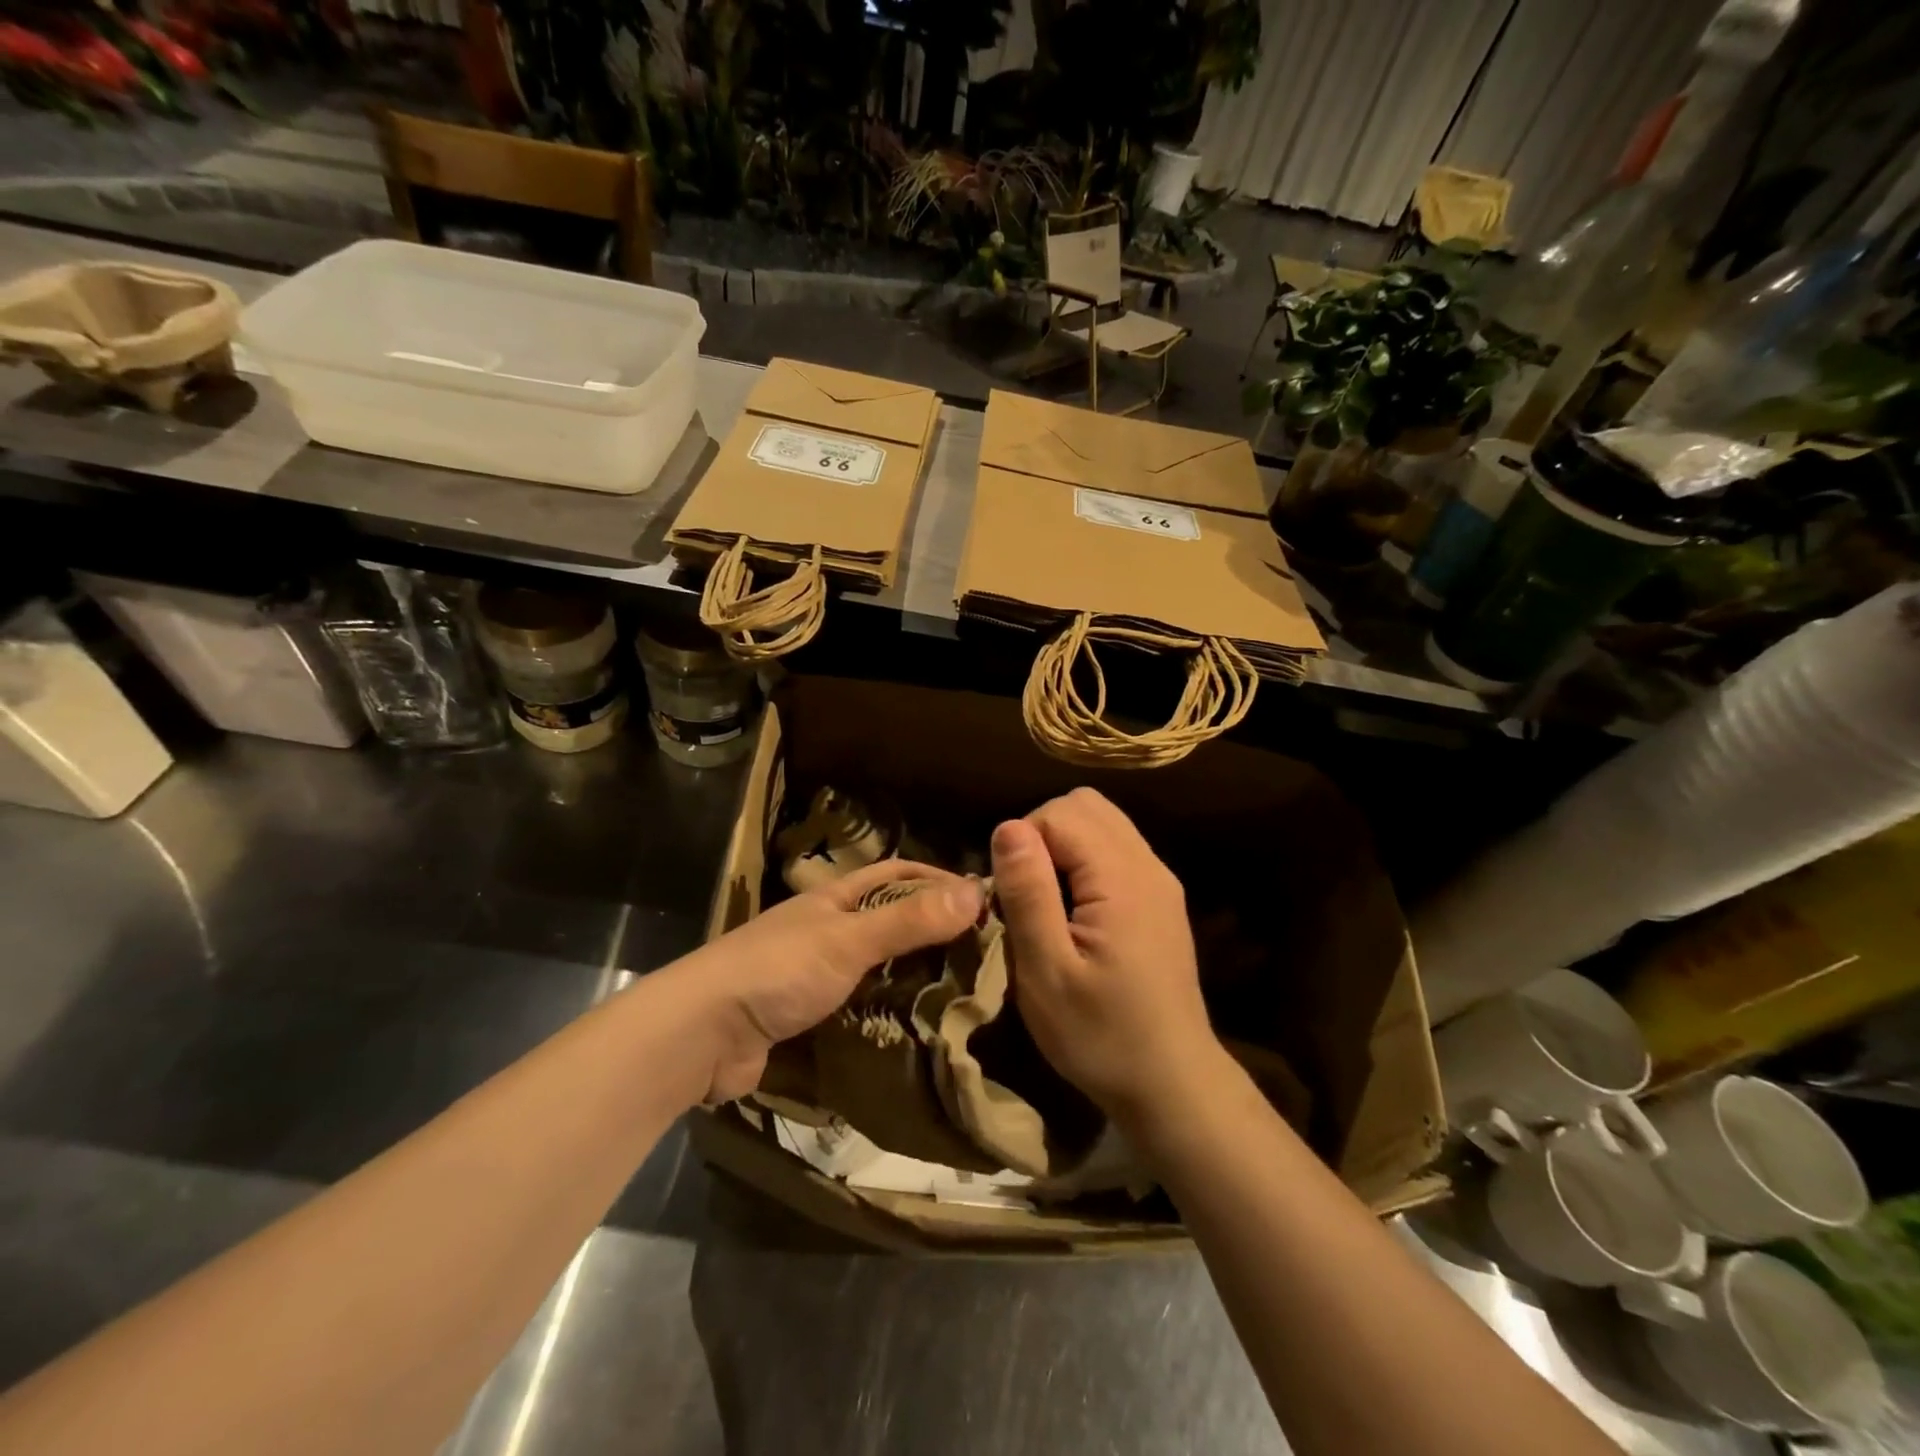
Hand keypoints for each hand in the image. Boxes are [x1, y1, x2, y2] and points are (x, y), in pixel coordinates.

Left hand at [684, 859, 982, 1102]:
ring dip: (912, 975)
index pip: (897, 875)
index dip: (938, 880)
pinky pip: (860, 1006)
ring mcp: (815, 974)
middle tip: (982, 956)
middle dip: (932, 931)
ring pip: (877, 966)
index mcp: (835, 899)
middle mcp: (827, 929)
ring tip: (962, 995)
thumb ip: (909, 920)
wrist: (702, 1034)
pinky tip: (916, 1028)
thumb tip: (976, 892)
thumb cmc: (778, 972)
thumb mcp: (849, 940)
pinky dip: (887, 1012)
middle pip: (890, 920)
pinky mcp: (807, 1016)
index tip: (984, 902)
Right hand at [991, 788, 1223, 1125]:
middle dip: (1042, 833)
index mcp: (1123, 879)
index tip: (1011, 897)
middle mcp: (1148, 866)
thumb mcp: (1047, 973)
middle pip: (1085, 805)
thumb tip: (1007, 826)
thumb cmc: (1101, 1036)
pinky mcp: (1161, 899)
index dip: (1023, 843)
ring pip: (1102, 822)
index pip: (1060, 814)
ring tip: (1046, 901)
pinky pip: (1116, 849)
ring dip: (1063, 845)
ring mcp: (1160, 881)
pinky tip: (1074, 911)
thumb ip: (1029, 894)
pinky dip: (1084, 861)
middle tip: (1026, 892)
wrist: (1173, 1085)